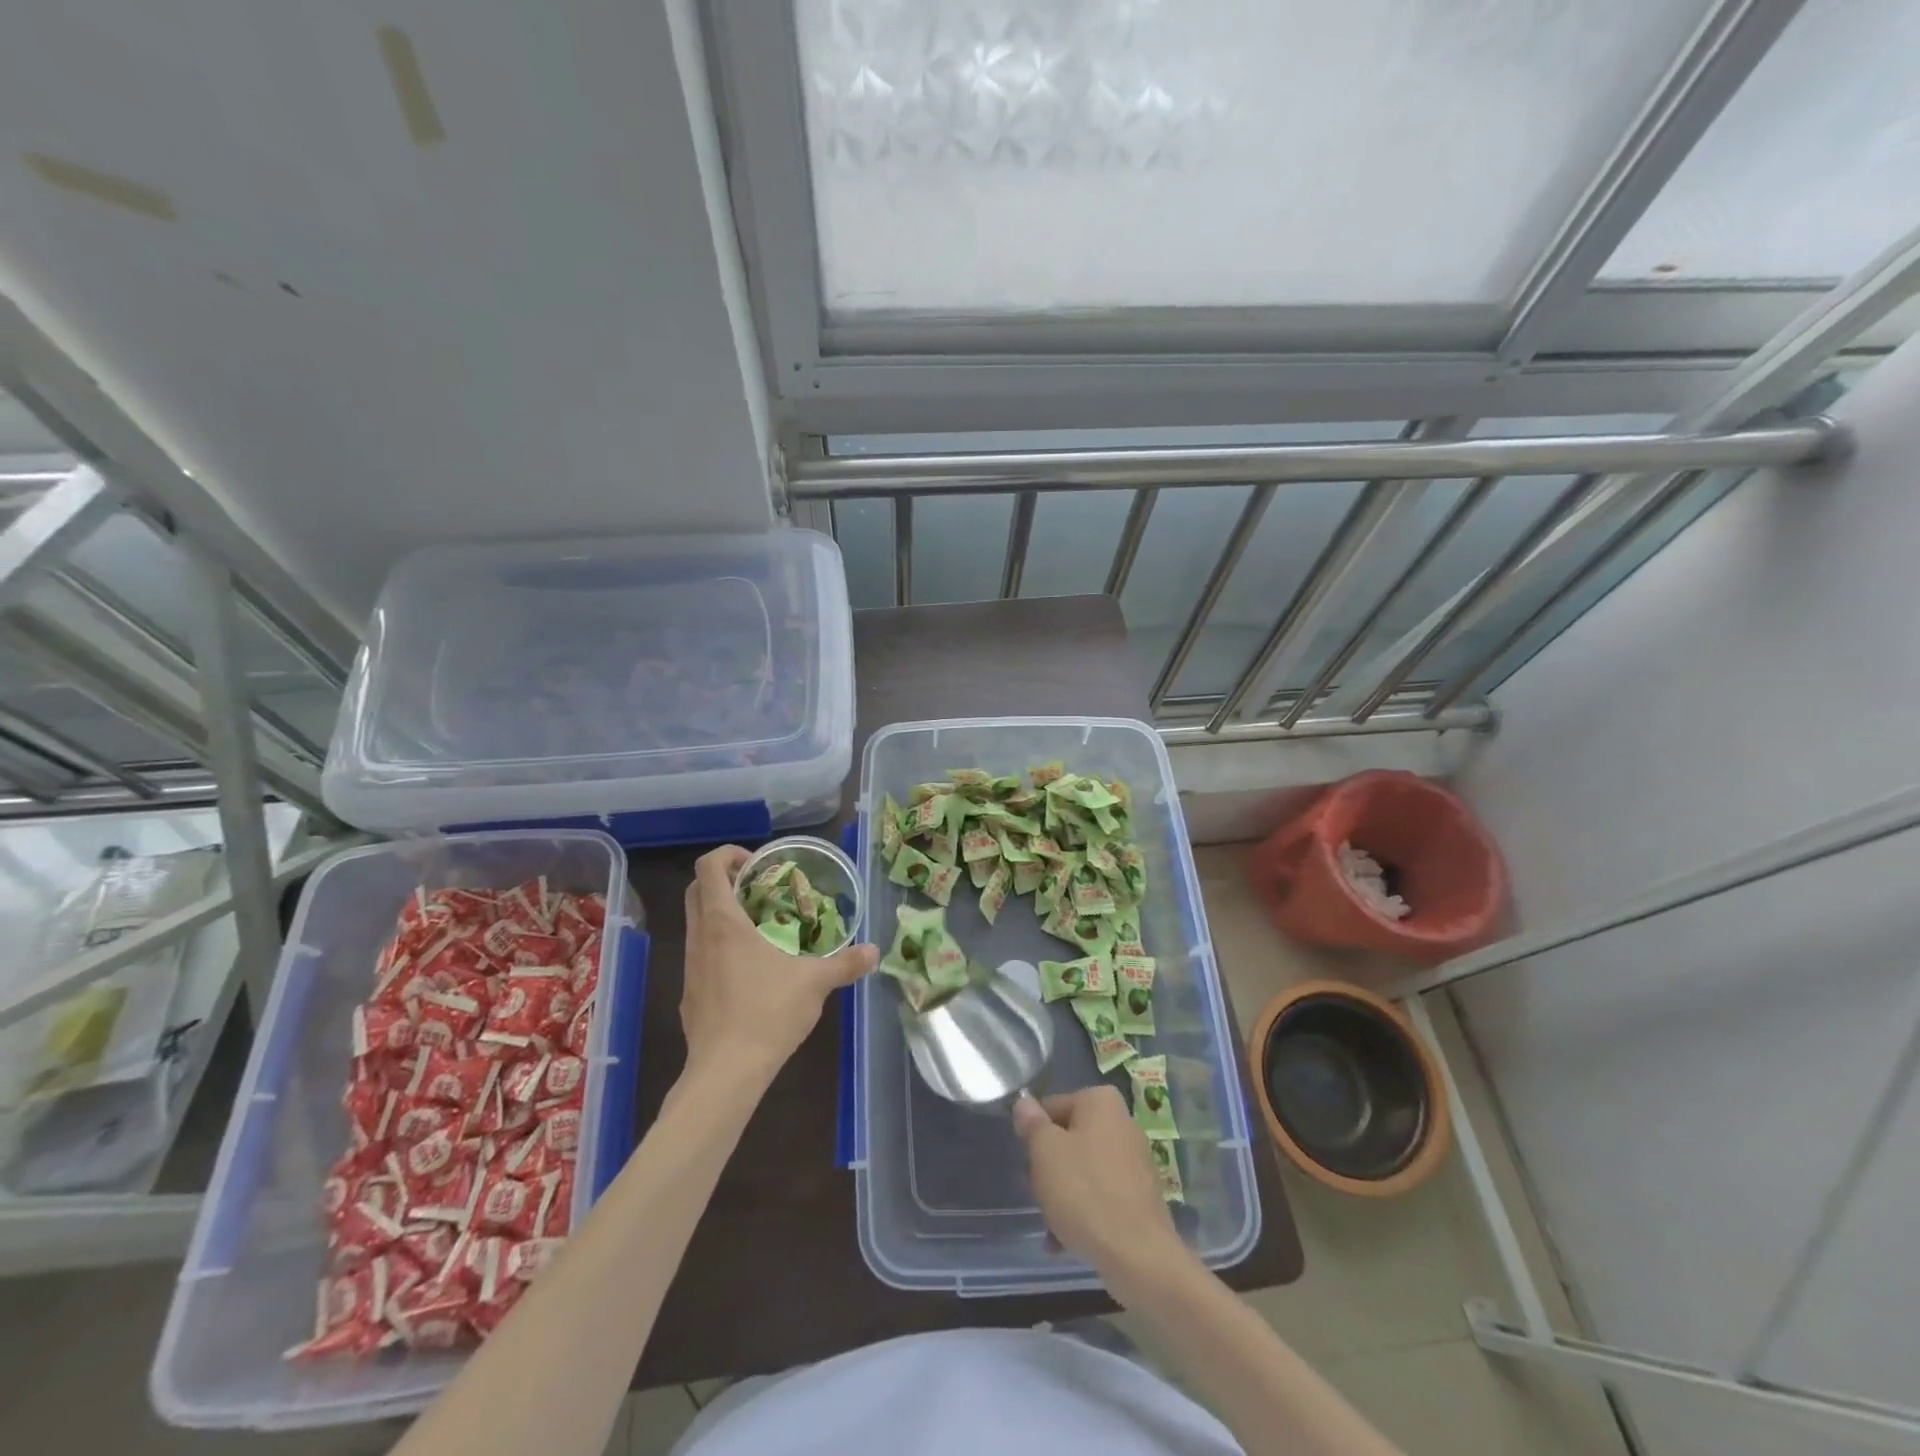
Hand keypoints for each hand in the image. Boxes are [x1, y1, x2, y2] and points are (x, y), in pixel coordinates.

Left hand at [680, 845, 876, 1090]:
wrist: (725, 1072)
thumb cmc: (767, 1013)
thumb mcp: (815, 983)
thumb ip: (846, 963)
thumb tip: (875, 952)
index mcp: (723, 922)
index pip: (707, 867)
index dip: (728, 854)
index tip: (757, 865)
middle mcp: (700, 937)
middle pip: (697, 890)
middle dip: (724, 880)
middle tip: (760, 889)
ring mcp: (690, 966)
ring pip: (696, 923)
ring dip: (722, 914)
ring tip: (761, 927)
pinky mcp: (689, 994)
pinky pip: (700, 954)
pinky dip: (720, 946)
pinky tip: (750, 970)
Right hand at [1013, 1085, 1194, 1298]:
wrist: (1138, 1255)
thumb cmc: (1084, 1191)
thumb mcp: (1044, 1151)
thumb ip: (1032, 1123)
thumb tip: (1025, 1104)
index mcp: (1100, 1101)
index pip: (1051, 1108)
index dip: (1034, 1136)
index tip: (1028, 1165)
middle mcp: (1122, 1122)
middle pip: (1068, 1139)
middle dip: (1049, 1168)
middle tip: (1038, 1194)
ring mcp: (1135, 1160)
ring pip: (1083, 1169)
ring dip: (1062, 1194)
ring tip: (1051, 1227)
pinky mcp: (1140, 1195)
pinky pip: (1101, 1194)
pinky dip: (1083, 1211)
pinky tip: (1066, 1241)